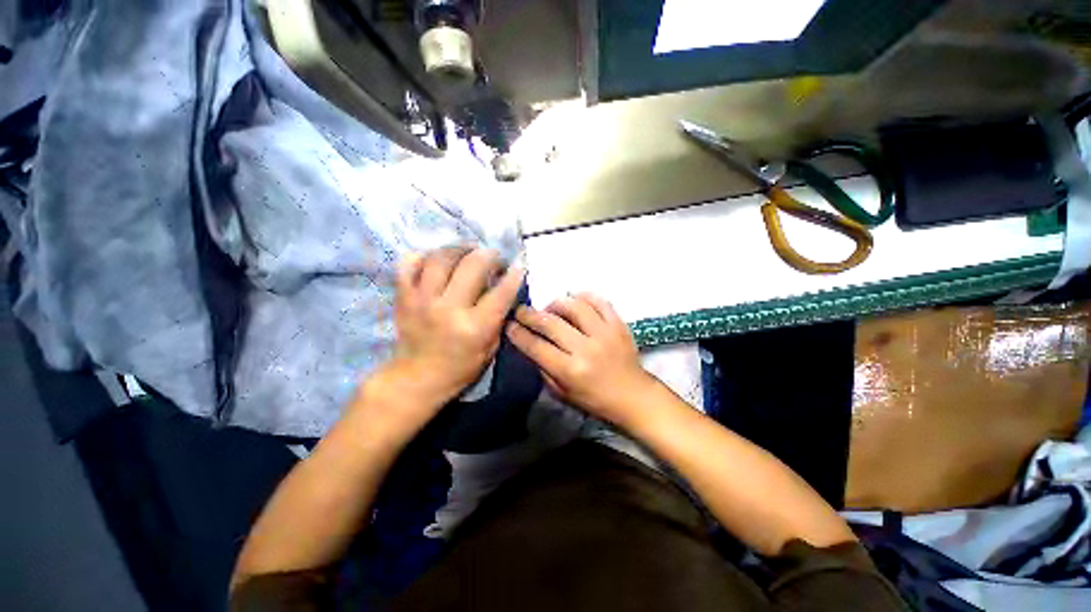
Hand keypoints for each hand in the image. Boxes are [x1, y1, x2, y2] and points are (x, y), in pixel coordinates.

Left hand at [364, 248, 524, 425]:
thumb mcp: (490, 348)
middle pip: (473, 265)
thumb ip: (498, 317)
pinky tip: (438, 259)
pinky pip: (410, 263)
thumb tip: (505, 287)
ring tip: (469, 251)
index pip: (501, 291)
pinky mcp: (404, 297)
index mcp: (475, 327)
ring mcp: (423, 300)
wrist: (417, 378)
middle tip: (494, 257)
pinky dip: (425, 255)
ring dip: (460, 249)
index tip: (519, 265)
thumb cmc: (461, 367)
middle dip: (490, 255)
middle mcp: (449, 309)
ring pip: (442, 258)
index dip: (515, 274)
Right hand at [506, 293, 657, 425]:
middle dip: (529, 314)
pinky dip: (584, 296)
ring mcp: (604, 333)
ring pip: (574, 306)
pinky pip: (599, 301)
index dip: (518, 334)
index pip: (536, 346)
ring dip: (556, 303)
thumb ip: (544, 369)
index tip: (509, 325)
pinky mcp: (618, 324)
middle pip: (551, 323)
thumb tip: (529, 345)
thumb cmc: (595, 399)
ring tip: (550, 308)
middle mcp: (586, 349)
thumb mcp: (562, 393)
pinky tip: (575, 300)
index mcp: (570, 371)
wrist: (633, 396)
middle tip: (521, 311)